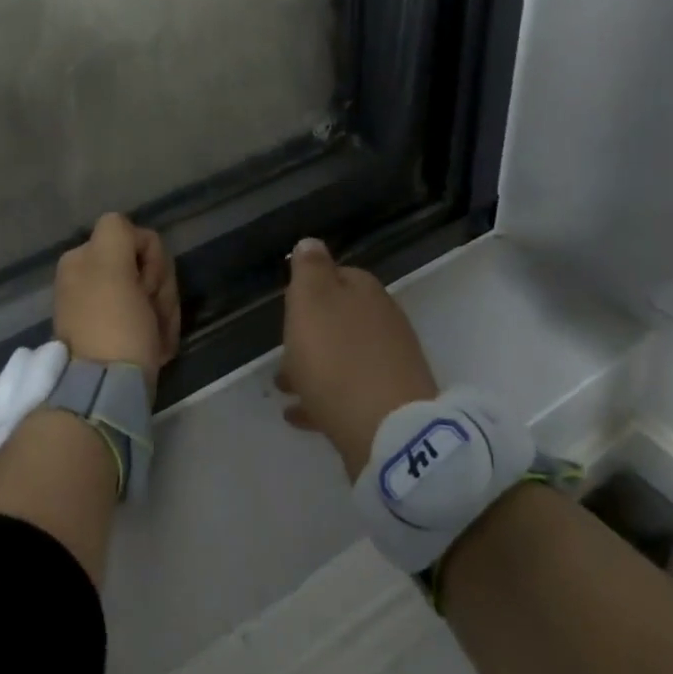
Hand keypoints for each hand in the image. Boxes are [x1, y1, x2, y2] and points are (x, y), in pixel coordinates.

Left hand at [54, 213, 180, 398]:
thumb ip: (119, 232)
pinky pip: (147, 322)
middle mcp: (87, 279)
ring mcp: (100, 310)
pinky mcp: (113, 338)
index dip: (153, 262)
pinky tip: (155, 350)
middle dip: (159, 291)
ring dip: (161, 314)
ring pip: (152, 295)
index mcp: (82, 259)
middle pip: (147, 268)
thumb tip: (132, 237)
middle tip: (153, 317)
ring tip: (156, 340)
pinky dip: (156, 333)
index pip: (140, 239)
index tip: (146, 288)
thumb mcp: (112, 264)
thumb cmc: (114, 326)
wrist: (105, 394)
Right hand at [277, 238, 438, 480]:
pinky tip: (299, 414)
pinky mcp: (390, 405)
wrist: (388, 431)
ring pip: (343, 358)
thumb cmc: (337, 358)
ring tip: (283, 386)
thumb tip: (311, 242)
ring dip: (313, 367)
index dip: (310, 288)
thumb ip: (310, 269)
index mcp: (366, 293)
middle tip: (282, 350)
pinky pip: (349, 393)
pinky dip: (323, 398)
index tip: (288, 306)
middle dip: (310, 333)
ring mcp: (390, 365)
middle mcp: (384, 322)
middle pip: (340, 320)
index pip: (338, 275)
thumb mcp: (312, 301)